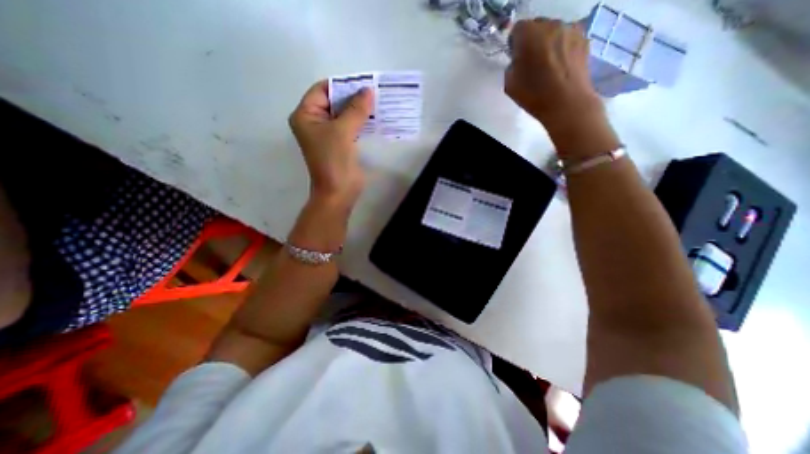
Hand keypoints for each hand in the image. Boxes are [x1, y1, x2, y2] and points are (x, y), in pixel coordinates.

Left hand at [288, 80, 372, 207]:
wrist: (339, 192)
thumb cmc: (334, 161)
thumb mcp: (343, 131)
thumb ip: (355, 110)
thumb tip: (368, 91)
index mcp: (306, 115)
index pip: (322, 90)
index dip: (342, 85)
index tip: (363, 83)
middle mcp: (315, 122)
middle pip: (334, 101)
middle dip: (352, 97)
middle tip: (373, 92)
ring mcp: (328, 134)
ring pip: (344, 114)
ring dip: (358, 110)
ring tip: (377, 102)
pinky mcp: (341, 144)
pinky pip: (350, 127)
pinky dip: (361, 122)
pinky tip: (374, 118)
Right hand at [505, 17, 621, 159]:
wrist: (567, 103)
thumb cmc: (534, 95)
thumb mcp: (509, 84)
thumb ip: (511, 66)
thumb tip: (518, 61)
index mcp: (529, 34)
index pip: (517, 28)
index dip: (515, 44)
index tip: (516, 58)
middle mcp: (551, 24)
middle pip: (537, 26)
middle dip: (531, 40)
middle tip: (531, 61)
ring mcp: (571, 29)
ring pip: (553, 31)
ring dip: (547, 43)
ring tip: (547, 64)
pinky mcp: (584, 38)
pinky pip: (567, 37)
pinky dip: (562, 47)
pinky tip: (560, 65)